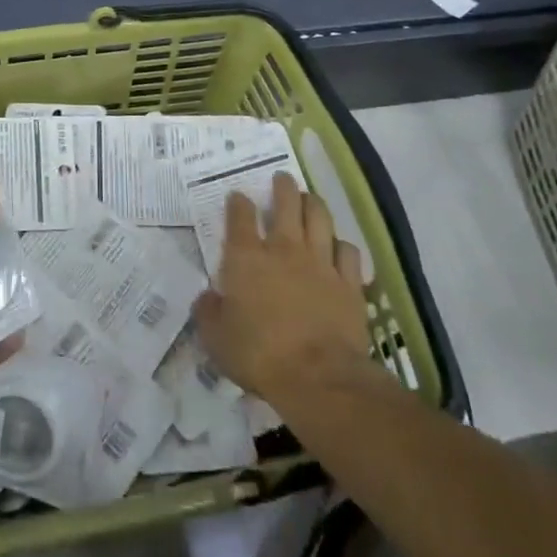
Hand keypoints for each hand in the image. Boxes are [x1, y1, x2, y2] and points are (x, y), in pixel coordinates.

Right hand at [193, 172, 388, 410]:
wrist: (318, 377)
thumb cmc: (258, 354)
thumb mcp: (216, 337)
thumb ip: (208, 312)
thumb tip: (207, 297)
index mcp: (245, 257)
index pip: (240, 216)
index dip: (238, 202)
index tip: (238, 197)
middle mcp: (283, 249)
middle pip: (286, 203)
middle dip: (282, 187)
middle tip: (281, 179)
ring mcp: (320, 263)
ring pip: (320, 218)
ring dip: (313, 203)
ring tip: (309, 198)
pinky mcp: (349, 283)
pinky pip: (348, 251)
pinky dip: (341, 244)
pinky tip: (339, 246)